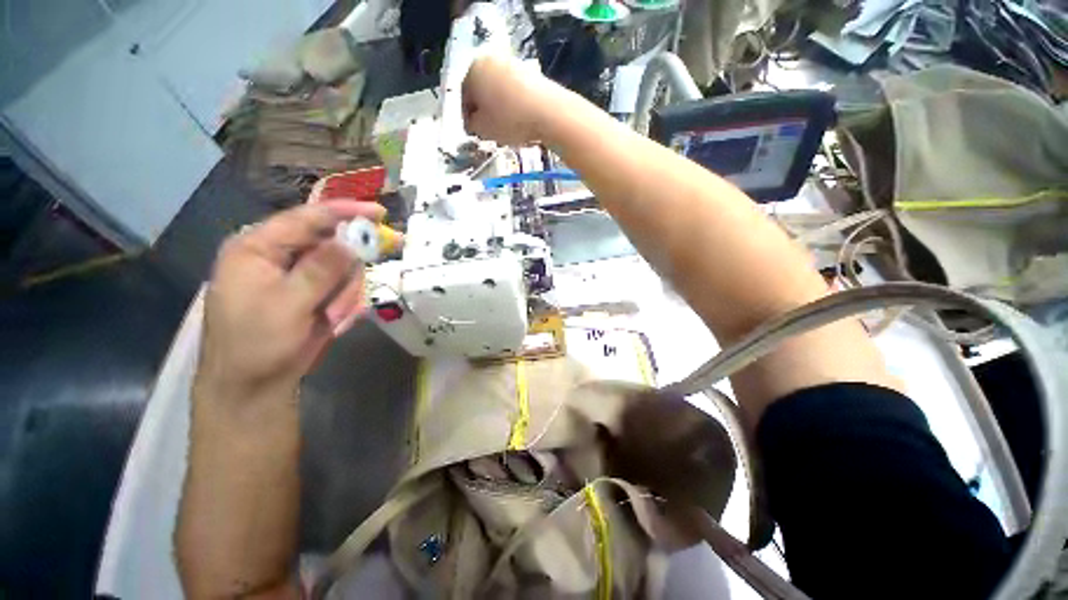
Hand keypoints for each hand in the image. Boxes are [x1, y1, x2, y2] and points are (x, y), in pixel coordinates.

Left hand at [196, 201, 385, 398]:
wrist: (253, 387)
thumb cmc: (257, 345)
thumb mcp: (288, 305)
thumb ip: (321, 271)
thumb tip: (352, 241)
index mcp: (258, 247)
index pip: (306, 218)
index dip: (344, 212)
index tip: (380, 213)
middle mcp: (278, 255)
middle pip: (331, 244)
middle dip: (348, 271)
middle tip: (353, 295)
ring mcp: (298, 276)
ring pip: (343, 268)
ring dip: (346, 293)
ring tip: (335, 318)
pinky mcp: (312, 293)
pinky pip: (343, 287)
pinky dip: (346, 303)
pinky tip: (335, 322)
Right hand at [462, 56, 568, 145]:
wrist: (549, 112)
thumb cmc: (509, 120)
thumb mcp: (483, 129)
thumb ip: (472, 125)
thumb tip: (473, 121)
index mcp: (472, 70)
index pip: (463, 97)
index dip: (467, 118)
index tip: (474, 133)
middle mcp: (490, 60)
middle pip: (481, 90)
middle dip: (484, 111)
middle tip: (489, 131)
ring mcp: (512, 64)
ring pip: (498, 91)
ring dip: (499, 109)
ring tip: (506, 129)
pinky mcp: (530, 73)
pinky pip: (514, 92)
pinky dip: (513, 106)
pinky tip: (519, 122)